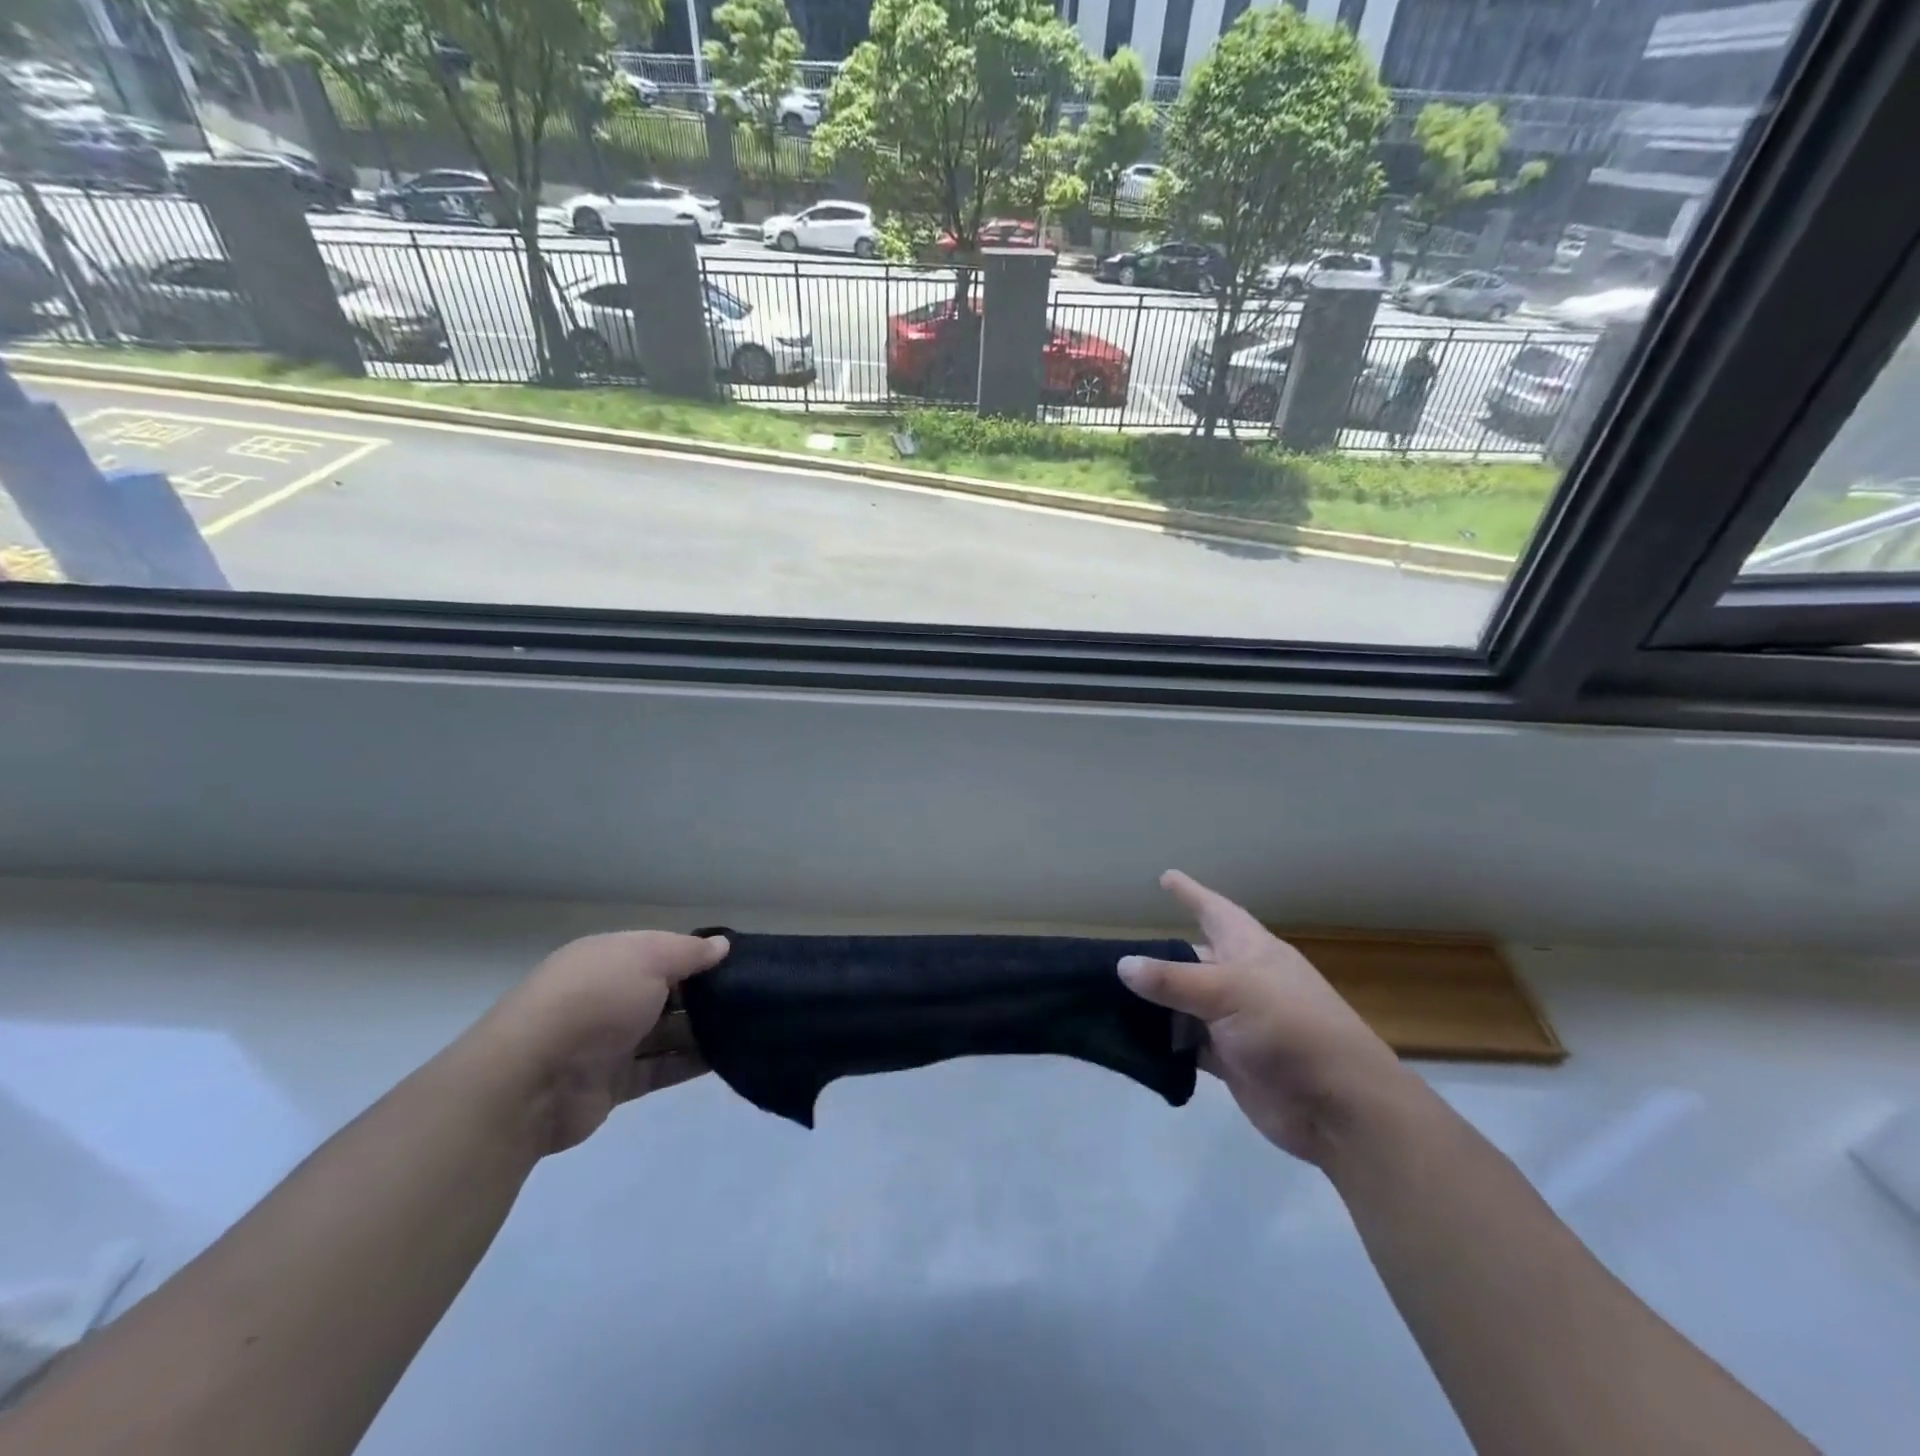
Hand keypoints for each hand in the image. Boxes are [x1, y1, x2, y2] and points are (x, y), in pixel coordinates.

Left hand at [466, 931, 729, 1155]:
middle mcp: (609, 995)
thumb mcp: (648, 958)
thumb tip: (722, 945)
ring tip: (750, 1027)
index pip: (662, 951)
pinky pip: (661, 1068)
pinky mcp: (615, 1083)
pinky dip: (691, 1064)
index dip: (699, 955)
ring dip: (702, 1031)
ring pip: (666, 1032)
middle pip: (667, 991)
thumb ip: (689, 952)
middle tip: (753, 996)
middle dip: (705, 994)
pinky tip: (728, 1058)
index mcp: (610, 958)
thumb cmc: (595, 1000)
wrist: (530, 1081)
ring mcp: (610, 1041)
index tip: (740, 962)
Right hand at [1118, 871, 1408, 1165]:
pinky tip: (1131, 1038)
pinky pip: (1187, 1043)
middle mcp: (1243, 981)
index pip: (1215, 911)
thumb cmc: (1290, 1029)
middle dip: (1159, 956)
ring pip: (1184, 1004)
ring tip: (1108, 995)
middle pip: (1192, 960)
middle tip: (1114, 953)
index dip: (1191, 894)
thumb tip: (1123, 964)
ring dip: (1154, 1003)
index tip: (1165, 876)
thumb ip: (1173, 980)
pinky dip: (1163, 1042)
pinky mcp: (1230, 1060)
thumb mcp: (1229, 992)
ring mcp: (1236, 1023)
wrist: (1339, 1106)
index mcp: (1251, 950)